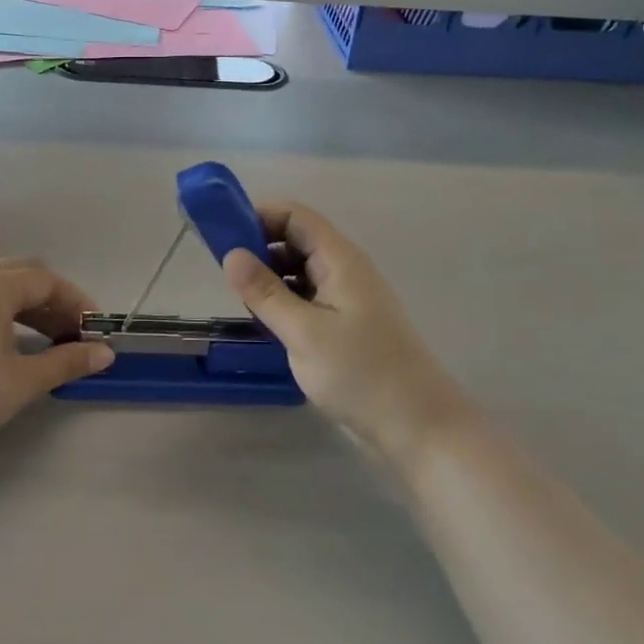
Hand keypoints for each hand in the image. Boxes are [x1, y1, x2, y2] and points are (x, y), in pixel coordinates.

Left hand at [0, 259, 114, 469]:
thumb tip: (105, 354)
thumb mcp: (24, 378)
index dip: (76, 302)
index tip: (95, 329)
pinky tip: (11, 346)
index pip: (46, 281)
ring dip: (29, 309)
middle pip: (22, 277)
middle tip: (73, 333)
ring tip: (49, 341)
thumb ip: (67, 361)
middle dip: (53, 302)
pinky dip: (3, 317)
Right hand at [221, 202, 460, 458]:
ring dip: (270, 278)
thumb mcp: (303, 332)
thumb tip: (231, 254)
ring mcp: (347, 298)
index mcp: (340, 260)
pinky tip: (267, 324)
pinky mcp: (346, 324)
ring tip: (243, 302)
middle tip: (227, 276)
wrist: (419, 427)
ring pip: (300, 271)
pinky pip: (308, 297)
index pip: (295, 216)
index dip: (259, 216)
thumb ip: (265, 292)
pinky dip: (284, 302)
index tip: (224, 235)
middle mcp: (344, 270)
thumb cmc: (361, 374)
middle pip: (296, 240)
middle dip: (260, 248)